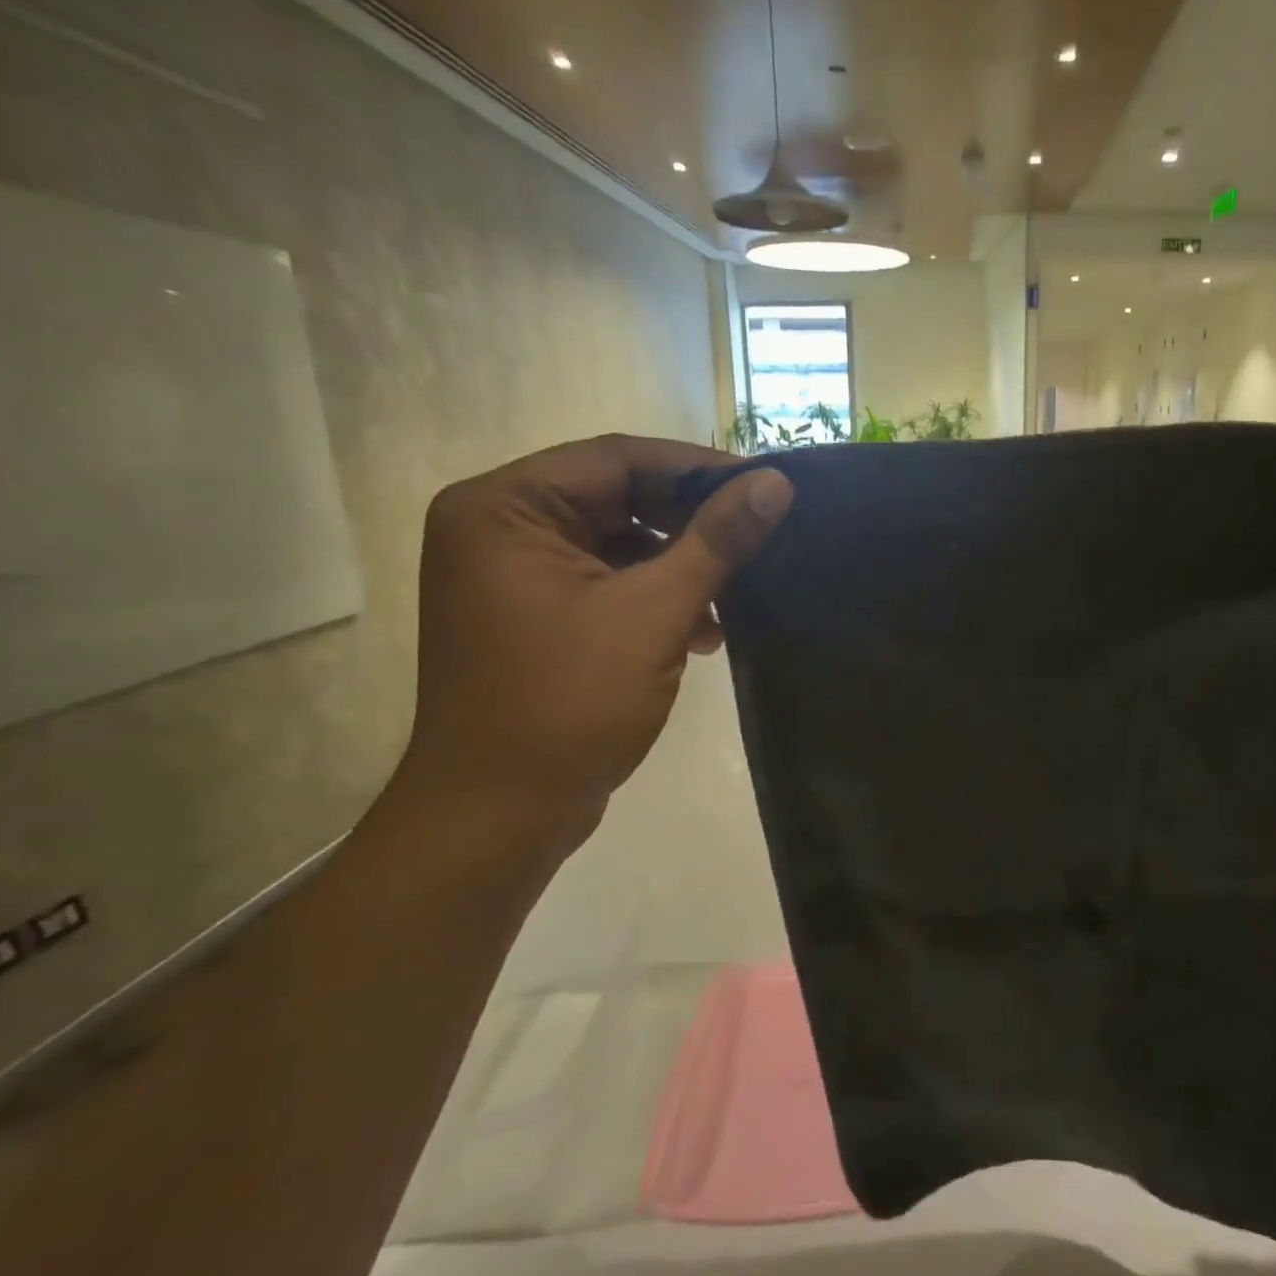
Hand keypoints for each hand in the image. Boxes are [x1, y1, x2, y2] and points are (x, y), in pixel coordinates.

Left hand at [394, 435, 792, 848]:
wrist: (499, 815)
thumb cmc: (568, 703)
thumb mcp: (654, 613)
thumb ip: (716, 541)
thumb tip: (775, 484)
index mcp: (505, 509)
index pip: (616, 460)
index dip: (697, 469)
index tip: (765, 485)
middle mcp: (499, 529)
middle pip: (616, 499)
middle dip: (690, 523)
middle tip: (758, 536)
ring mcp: (513, 577)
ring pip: (616, 544)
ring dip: (678, 566)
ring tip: (734, 594)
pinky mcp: (534, 618)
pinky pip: (606, 584)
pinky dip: (655, 598)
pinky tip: (702, 630)